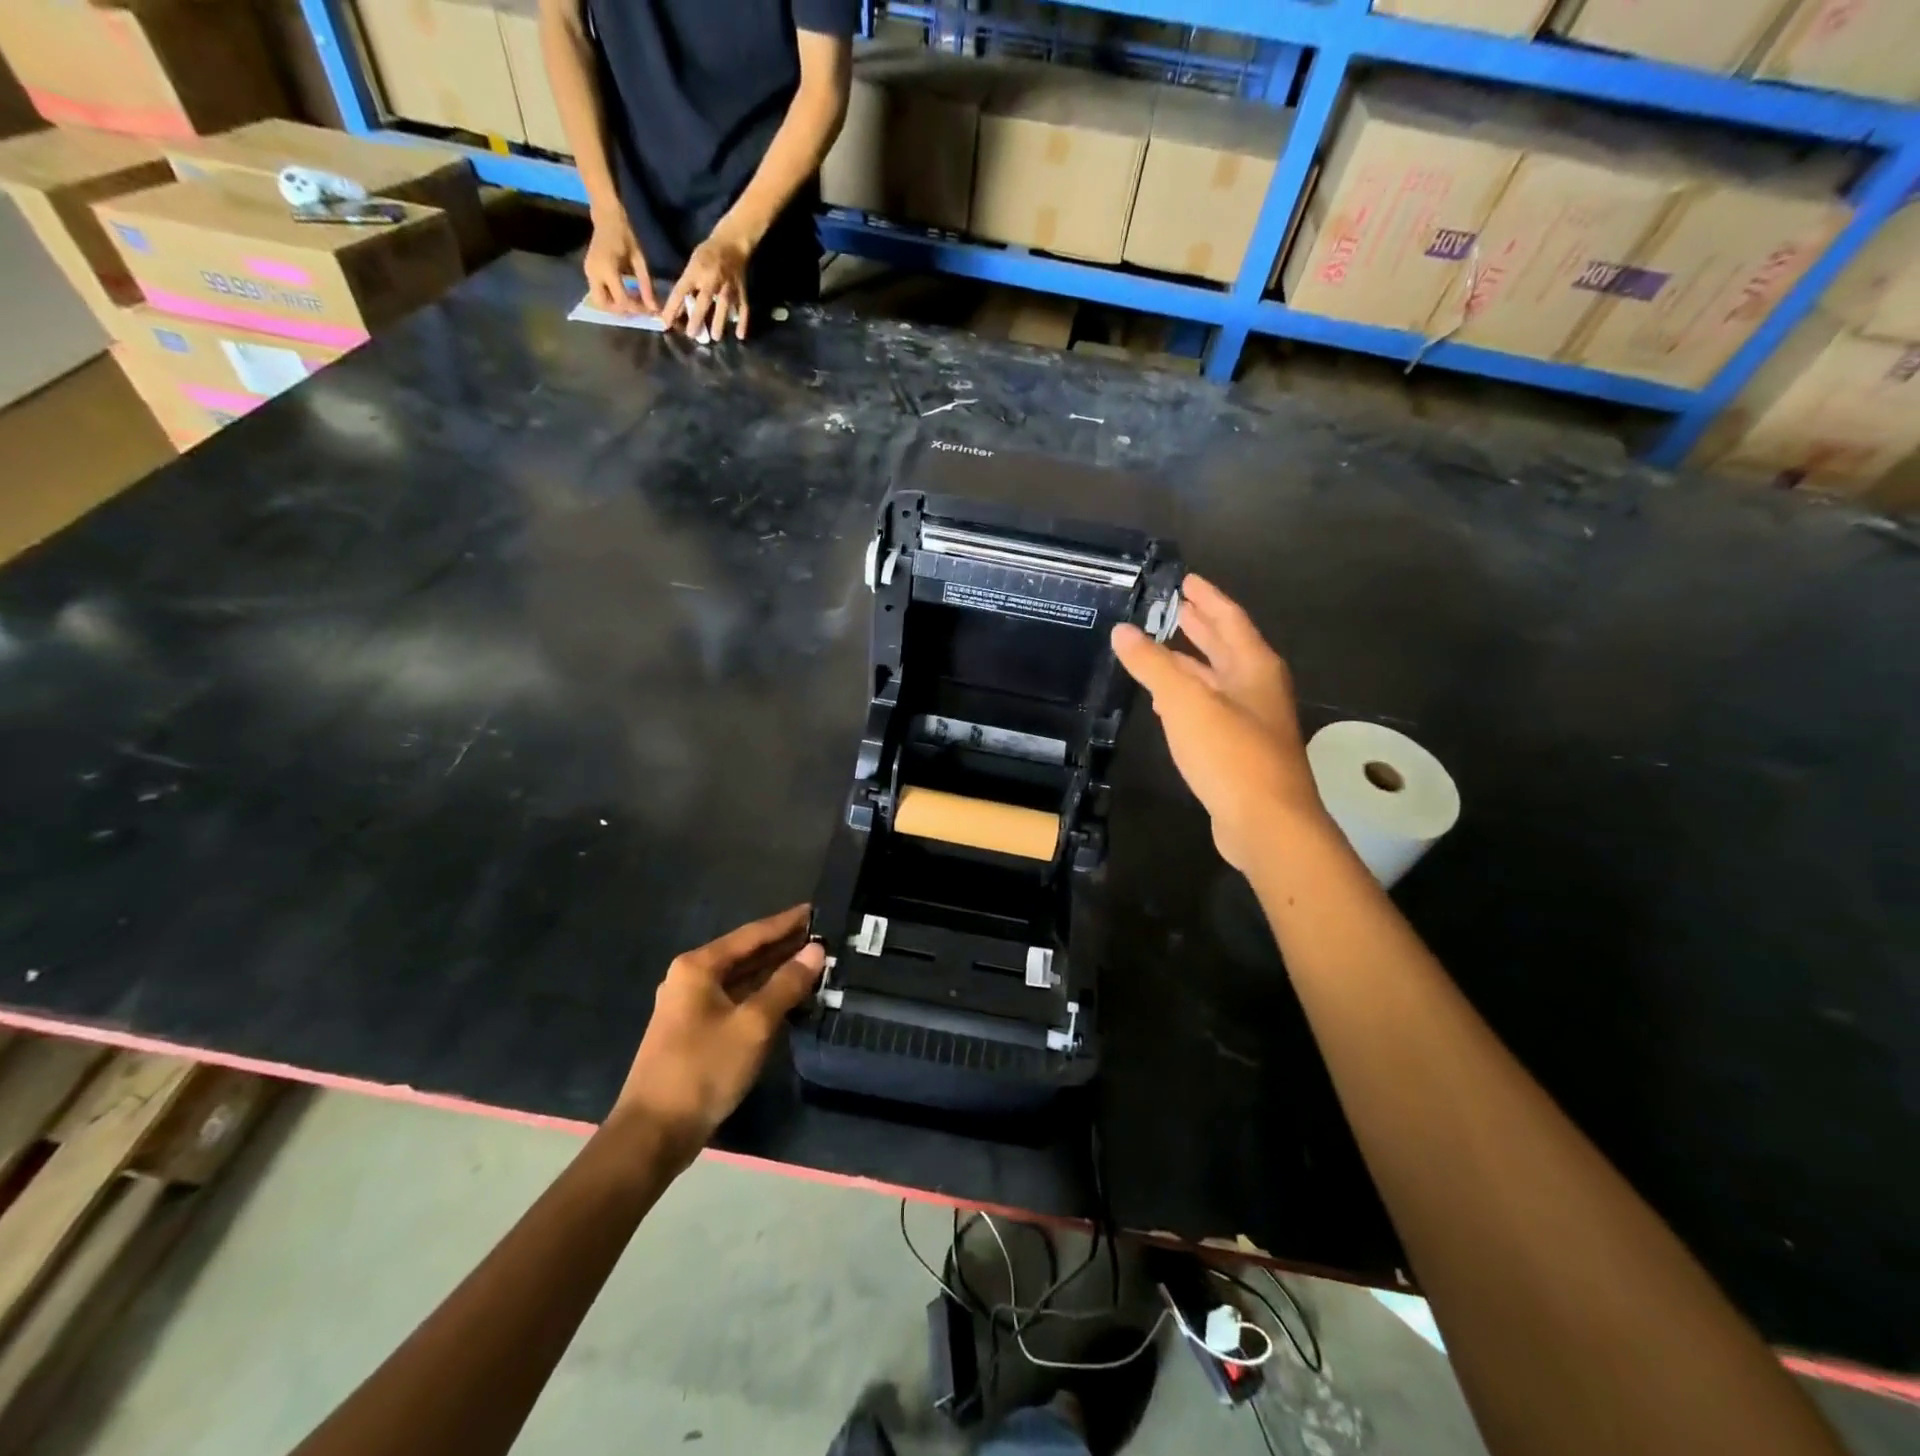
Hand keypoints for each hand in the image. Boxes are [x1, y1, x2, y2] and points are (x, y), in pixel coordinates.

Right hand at [584, 210, 654, 314]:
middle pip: (604, 305)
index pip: (621, 300)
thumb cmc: (625, 235)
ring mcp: (588, 272)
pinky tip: (624, 292)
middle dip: (621, 311)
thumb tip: (654, 308)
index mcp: (607, 269)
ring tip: (631, 300)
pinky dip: (611, 298)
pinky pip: (598, 292)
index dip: (636, 309)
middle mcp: (594, 273)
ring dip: (615, 306)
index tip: (649, 310)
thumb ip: (645, 285)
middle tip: (637, 308)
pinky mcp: (588, 272)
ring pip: (599, 301)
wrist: (606, 218)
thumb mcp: (639, 260)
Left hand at [612, 905, 823, 1164]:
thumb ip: (787, 984)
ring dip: (775, 971)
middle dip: (784, 946)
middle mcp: (691, 977)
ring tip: (814, 963)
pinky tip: (788, 997)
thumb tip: (816, 951)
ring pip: (742, 979)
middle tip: (823, 937)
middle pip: (746, 954)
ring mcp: (691, 1006)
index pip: (752, 934)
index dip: (786, 922)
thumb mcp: (753, 1024)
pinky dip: (762, 994)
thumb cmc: (703, 1070)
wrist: (653, 1134)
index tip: (817, 910)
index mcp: (699, 966)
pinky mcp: (695, 1031)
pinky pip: (736, 1000)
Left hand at [661, 225, 750, 341]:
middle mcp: (711, 279)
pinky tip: (740, 335)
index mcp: (695, 272)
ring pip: (723, 305)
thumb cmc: (708, 254)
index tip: (664, 323)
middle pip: (703, 300)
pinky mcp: (741, 291)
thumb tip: (679, 310)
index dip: (672, 307)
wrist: (732, 243)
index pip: (681, 291)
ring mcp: (728, 286)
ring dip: (719, 321)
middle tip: (692, 335)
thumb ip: (688, 287)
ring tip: (715, 337)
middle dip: (697, 317)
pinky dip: (742, 322)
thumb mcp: (693, 265)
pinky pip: (743, 308)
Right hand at [1112, 574, 1325, 873]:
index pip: (1228, 618)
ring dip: (1190, 663)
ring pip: (1216, 679)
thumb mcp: (1186, 702)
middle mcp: (1258, 688)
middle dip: (1199, 625)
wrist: (1267, 823)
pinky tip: (1166, 704)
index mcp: (1253, 666)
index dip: (1206, 597)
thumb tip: (1123, 630)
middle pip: (1225, 646)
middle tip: (1172, 607)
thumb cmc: (1230, 753)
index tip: (1185, 579)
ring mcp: (1251, 720)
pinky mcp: (1240, 750)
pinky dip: (1188, 697)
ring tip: (1160, 649)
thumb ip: (1152, 664)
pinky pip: (1210, 710)